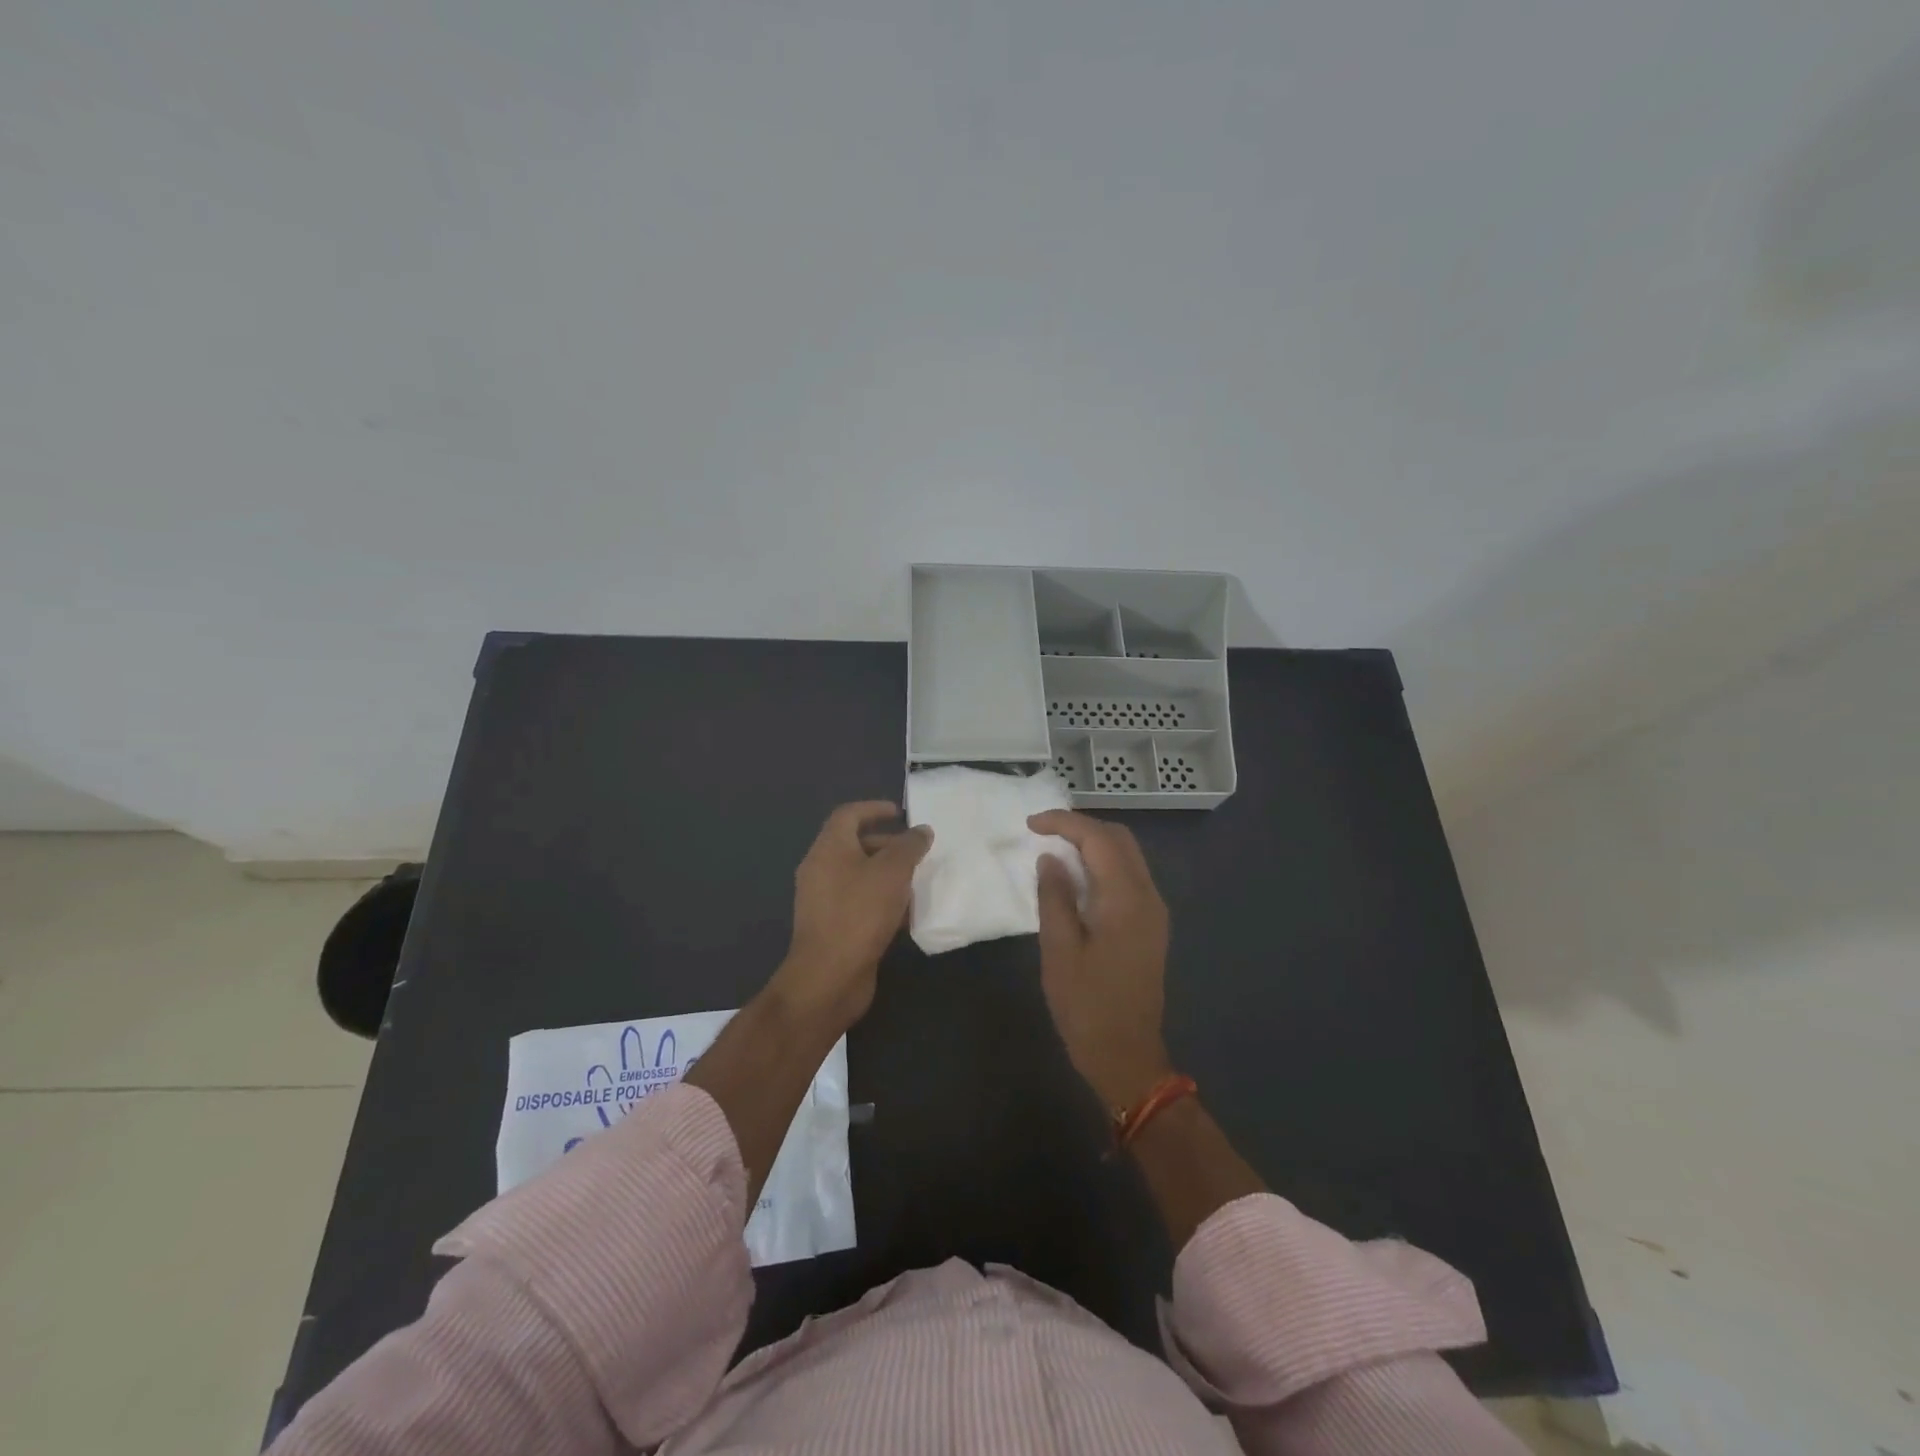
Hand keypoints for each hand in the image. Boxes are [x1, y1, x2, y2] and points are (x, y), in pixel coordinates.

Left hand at [772, 801, 931, 1031]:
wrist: (829, 977)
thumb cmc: (860, 913)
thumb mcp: (892, 872)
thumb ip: (909, 846)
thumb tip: (921, 831)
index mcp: (829, 848)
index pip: (848, 815)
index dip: (874, 809)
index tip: (901, 813)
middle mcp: (820, 869)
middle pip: (853, 844)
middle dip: (886, 843)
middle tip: (916, 850)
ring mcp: (823, 900)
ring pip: (858, 875)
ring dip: (886, 874)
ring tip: (916, 880)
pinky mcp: (831, 926)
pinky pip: (858, 901)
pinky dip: (880, 899)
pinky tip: (904, 912)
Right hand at [1027, 810, 1173, 1110]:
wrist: (1127, 1056)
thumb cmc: (1086, 1006)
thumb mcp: (1059, 950)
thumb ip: (1054, 897)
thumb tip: (1050, 859)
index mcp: (1125, 899)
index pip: (1098, 839)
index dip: (1064, 823)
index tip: (1030, 824)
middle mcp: (1148, 896)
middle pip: (1120, 839)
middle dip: (1081, 827)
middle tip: (1043, 832)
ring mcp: (1154, 911)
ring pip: (1127, 856)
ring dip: (1094, 843)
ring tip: (1055, 848)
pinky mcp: (1151, 925)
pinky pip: (1129, 876)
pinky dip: (1103, 864)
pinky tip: (1077, 876)